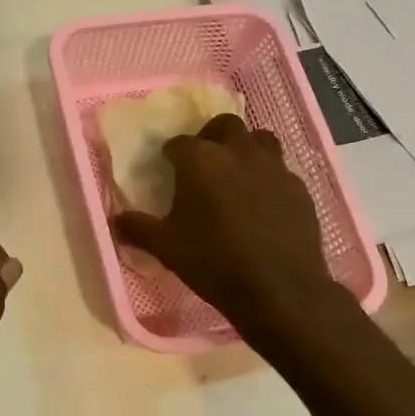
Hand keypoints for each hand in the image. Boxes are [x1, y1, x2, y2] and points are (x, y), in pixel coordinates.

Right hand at [112, 114, 335, 339]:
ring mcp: (274, 167)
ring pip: (259, 140)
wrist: (279, 289)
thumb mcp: (165, 248)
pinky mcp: (299, 187)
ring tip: (236, 176)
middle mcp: (239, 152)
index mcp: (201, 160)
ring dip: (245, 149)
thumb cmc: (213, 262)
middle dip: (211, 138)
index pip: (178, 143)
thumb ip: (137, 228)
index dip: (171, 155)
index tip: (168, 170)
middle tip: (203, 166)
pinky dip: (267, 178)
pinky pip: (280, 170)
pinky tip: (262, 203)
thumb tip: (115, 220)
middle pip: (224, 126)